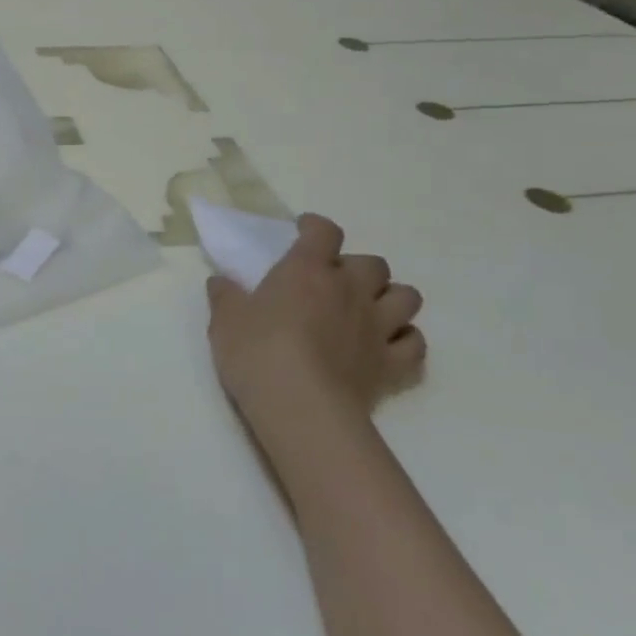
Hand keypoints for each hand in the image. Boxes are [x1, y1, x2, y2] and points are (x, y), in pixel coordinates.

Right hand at [206, 214, 425, 440]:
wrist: (301, 407)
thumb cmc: (257, 353)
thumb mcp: (226, 321)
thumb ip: (225, 297)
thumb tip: (220, 281)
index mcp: (308, 270)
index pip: (323, 231)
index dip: (315, 227)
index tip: (304, 232)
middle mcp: (350, 289)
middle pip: (373, 263)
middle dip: (357, 268)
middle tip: (334, 283)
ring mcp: (378, 326)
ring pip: (407, 297)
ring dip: (390, 298)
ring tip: (370, 310)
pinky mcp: (393, 364)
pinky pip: (415, 344)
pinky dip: (405, 341)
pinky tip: (388, 347)